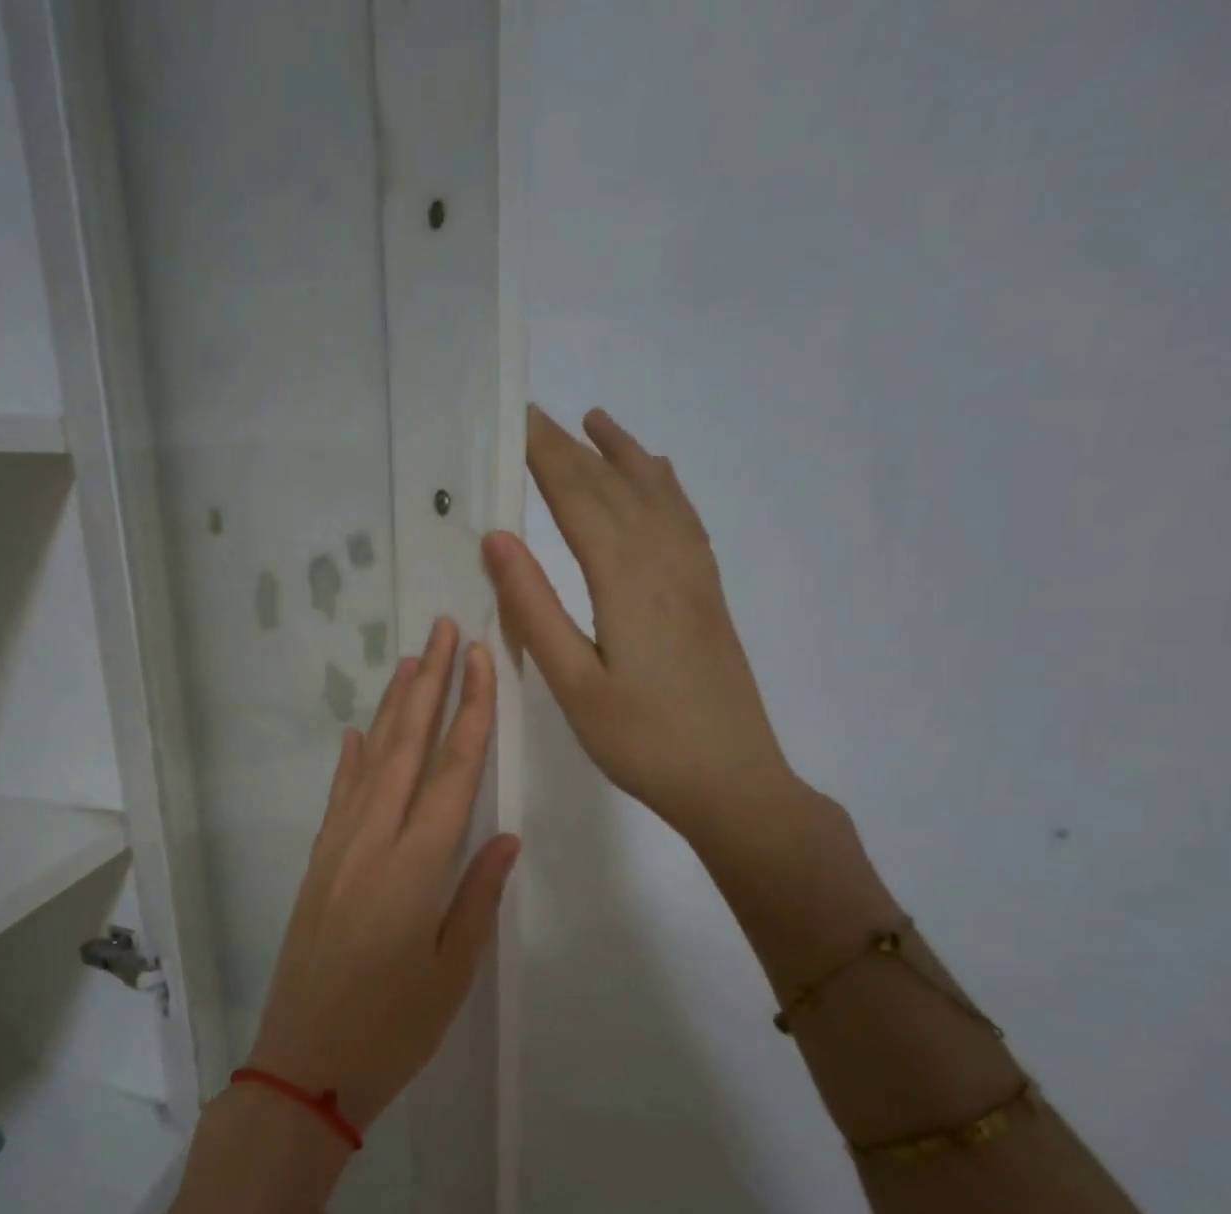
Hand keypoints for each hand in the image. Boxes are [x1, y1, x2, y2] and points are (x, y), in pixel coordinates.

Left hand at [246, 619, 519, 1130]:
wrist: (302, 1065)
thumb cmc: (391, 1030)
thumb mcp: (451, 972)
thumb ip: (477, 896)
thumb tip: (504, 835)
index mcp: (416, 867)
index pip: (453, 771)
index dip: (472, 711)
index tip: (482, 660)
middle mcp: (373, 842)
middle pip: (406, 748)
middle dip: (429, 685)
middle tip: (445, 630)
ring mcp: (337, 850)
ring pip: (369, 762)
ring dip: (391, 710)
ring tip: (410, 662)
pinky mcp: (316, 866)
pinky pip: (337, 798)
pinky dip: (348, 760)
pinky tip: (355, 733)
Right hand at [483, 405, 799, 841]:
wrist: (732, 781)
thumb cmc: (642, 741)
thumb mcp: (573, 685)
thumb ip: (535, 609)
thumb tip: (498, 539)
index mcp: (625, 580)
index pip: (578, 497)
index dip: (545, 456)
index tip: (515, 420)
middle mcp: (664, 561)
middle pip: (614, 487)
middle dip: (572, 447)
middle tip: (536, 414)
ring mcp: (694, 576)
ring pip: (657, 494)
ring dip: (623, 454)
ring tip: (597, 421)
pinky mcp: (708, 595)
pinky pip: (685, 519)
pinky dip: (664, 486)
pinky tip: (657, 480)